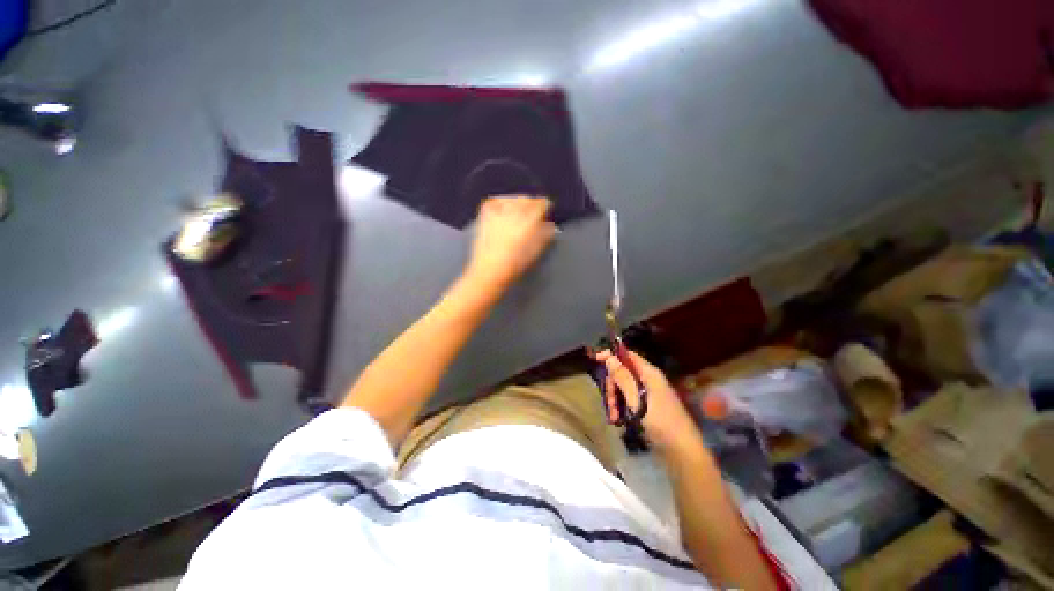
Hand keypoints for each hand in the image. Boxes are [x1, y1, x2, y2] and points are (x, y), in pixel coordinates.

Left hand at [465, 195, 556, 290]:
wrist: (490, 270)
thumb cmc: (515, 264)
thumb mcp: (536, 251)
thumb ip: (546, 235)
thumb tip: (550, 225)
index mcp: (529, 220)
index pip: (542, 203)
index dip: (546, 208)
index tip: (546, 214)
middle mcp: (514, 211)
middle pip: (527, 199)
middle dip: (532, 205)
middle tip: (534, 216)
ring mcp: (498, 211)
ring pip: (513, 198)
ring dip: (518, 204)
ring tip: (519, 214)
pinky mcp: (485, 214)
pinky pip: (497, 200)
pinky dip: (502, 203)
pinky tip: (504, 210)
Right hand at [590, 348, 699, 452]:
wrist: (683, 454)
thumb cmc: (662, 424)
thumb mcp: (638, 400)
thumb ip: (623, 378)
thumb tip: (610, 357)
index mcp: (650, 374)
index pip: (628, 355)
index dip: (612, 355)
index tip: (595, 360)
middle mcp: (648, 381)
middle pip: (623, 374)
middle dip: (612, 387)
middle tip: (609, 403)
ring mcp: (648, 395)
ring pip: (623, 389)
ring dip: (615, 401)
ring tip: (614, 417)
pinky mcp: (647, 408)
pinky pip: (628, 401)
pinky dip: (621, 409)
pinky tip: (618, 421)